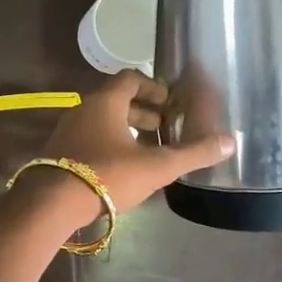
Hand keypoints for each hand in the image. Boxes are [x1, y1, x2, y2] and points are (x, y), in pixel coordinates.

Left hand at [35, 72, 234, 217]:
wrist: (51, 203)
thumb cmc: (106, 175)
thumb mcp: (156, 166)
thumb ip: (193, 154)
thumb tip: (230, 142)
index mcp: (105, 102)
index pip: (131, 78)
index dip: (154, 87)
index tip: (171, 103)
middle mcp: (83, 109)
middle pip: (116, 100)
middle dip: (143, 112)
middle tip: (165, 128)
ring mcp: (67, 130)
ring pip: (102, 121)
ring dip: (126, 130)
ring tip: (147, 151)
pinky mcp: (59, 153)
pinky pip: (89, 139)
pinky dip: (109, 145)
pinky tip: (122, 169)